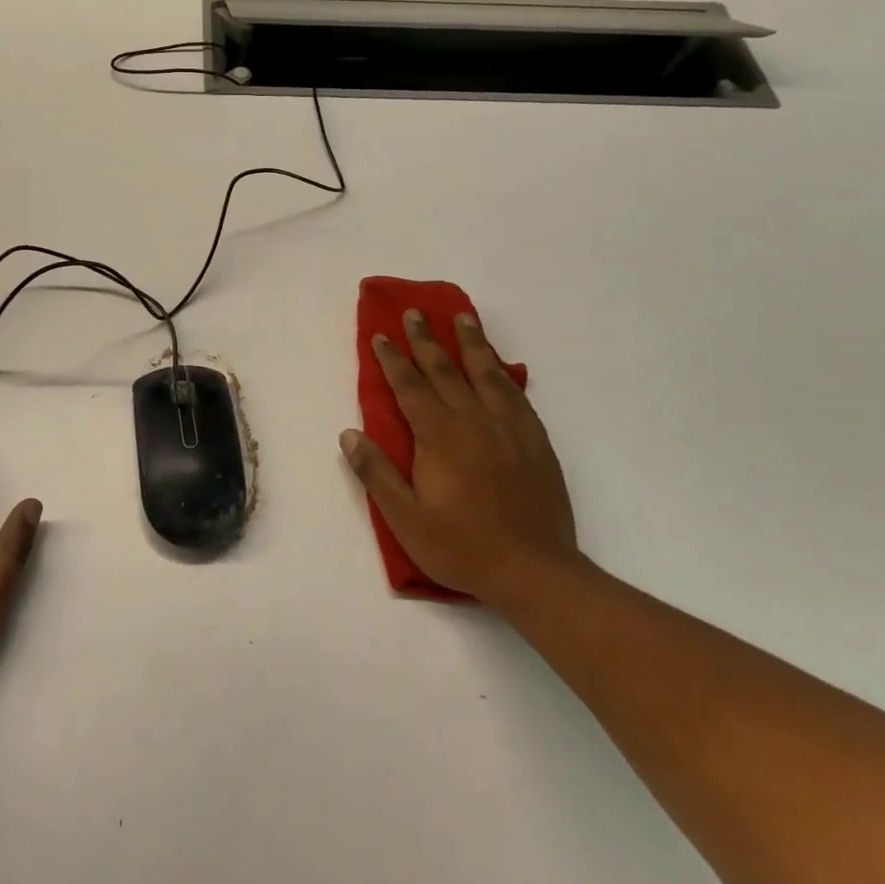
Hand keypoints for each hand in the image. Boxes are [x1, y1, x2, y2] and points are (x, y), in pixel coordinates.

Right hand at [340, 308, 581, 603]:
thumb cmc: (462, 546)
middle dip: (427, 340)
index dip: (393, 360)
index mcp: (440, 437)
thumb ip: (377, 473)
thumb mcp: (406, 519)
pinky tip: (499, 366)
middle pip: (446, 371)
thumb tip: (349, 434)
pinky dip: (503, 373)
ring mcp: (509, 429)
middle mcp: (474, 421)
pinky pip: (516, 395)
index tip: (381, 335)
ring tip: (463, 316)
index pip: (410, 387)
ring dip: (471, 342)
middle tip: (415, 312)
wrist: (534, 570)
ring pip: (487, 373)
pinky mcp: (535, 441)